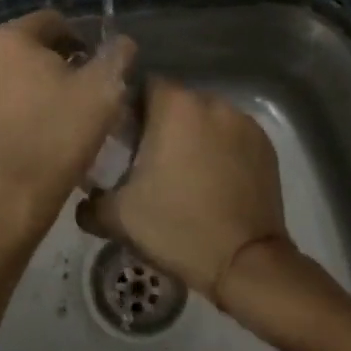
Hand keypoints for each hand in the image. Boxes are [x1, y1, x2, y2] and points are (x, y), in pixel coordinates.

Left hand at [0, 10, 136, 238]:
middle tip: (83, 90)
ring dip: (35, 86)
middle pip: (29, 48)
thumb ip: (116, 56)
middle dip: (57, 62)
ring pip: (11, 76)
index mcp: (10, 39)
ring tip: (61, 113)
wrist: (11, 198)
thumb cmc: (59, 135)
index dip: (80, 38)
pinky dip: (17, 108)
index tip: (97, 65)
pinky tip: (37, 132)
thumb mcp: (103, 91)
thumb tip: (121, 42)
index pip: (52, 21)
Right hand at [78, 79, 288, 302]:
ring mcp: (244, 123)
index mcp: (174, 106)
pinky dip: (219, 149)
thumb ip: (90, 199)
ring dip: (192, 135)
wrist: (245, 264)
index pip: (142, 86)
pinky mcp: (266, 146)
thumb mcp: (117, 217)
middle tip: (148, 159)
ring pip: (205, 118)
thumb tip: (83, 199)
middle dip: (161, 123)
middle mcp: (212, 103)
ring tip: (183, 172)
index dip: (129, 109)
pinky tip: (212, 180)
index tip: (122, 138)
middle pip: (176, 101)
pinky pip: (231, 136)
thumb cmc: (176, 228)